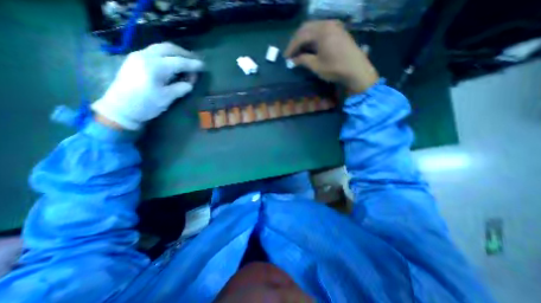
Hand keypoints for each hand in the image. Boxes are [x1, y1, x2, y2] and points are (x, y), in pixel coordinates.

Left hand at [92, 41, 203, 128]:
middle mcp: (145, 56)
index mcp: (154, 67)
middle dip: (184, 53)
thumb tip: (190, 83)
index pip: (178, 62)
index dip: (192, 64)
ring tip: (186, 60)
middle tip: (196, 60)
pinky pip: (154, 52)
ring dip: (175, 52)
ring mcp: (138, 56)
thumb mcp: (167, 98)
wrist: (120, 108)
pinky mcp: (135, 60)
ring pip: (160, 48)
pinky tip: (173, 62)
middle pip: (168, 48)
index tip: (203, 66)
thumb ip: (181, 88)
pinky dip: (167, 55)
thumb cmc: (145, 105)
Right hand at [285, 20, 376, 93]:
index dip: (291, 47)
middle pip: (306, 28)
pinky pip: (321, 31)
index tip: (286, 57)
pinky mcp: (338, 31)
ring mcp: (334, 26)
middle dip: (296, 41)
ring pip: (314, 29)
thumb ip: (303, 60)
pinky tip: (310, 48)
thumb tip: (293, 60)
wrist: (357, 70)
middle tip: (291, 53)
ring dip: (304, 39)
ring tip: (299, 51)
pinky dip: (313, 39)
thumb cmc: (335, 68)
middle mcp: (327, 23)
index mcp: (321, 30)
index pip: (301, 36)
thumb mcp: (316, 66)